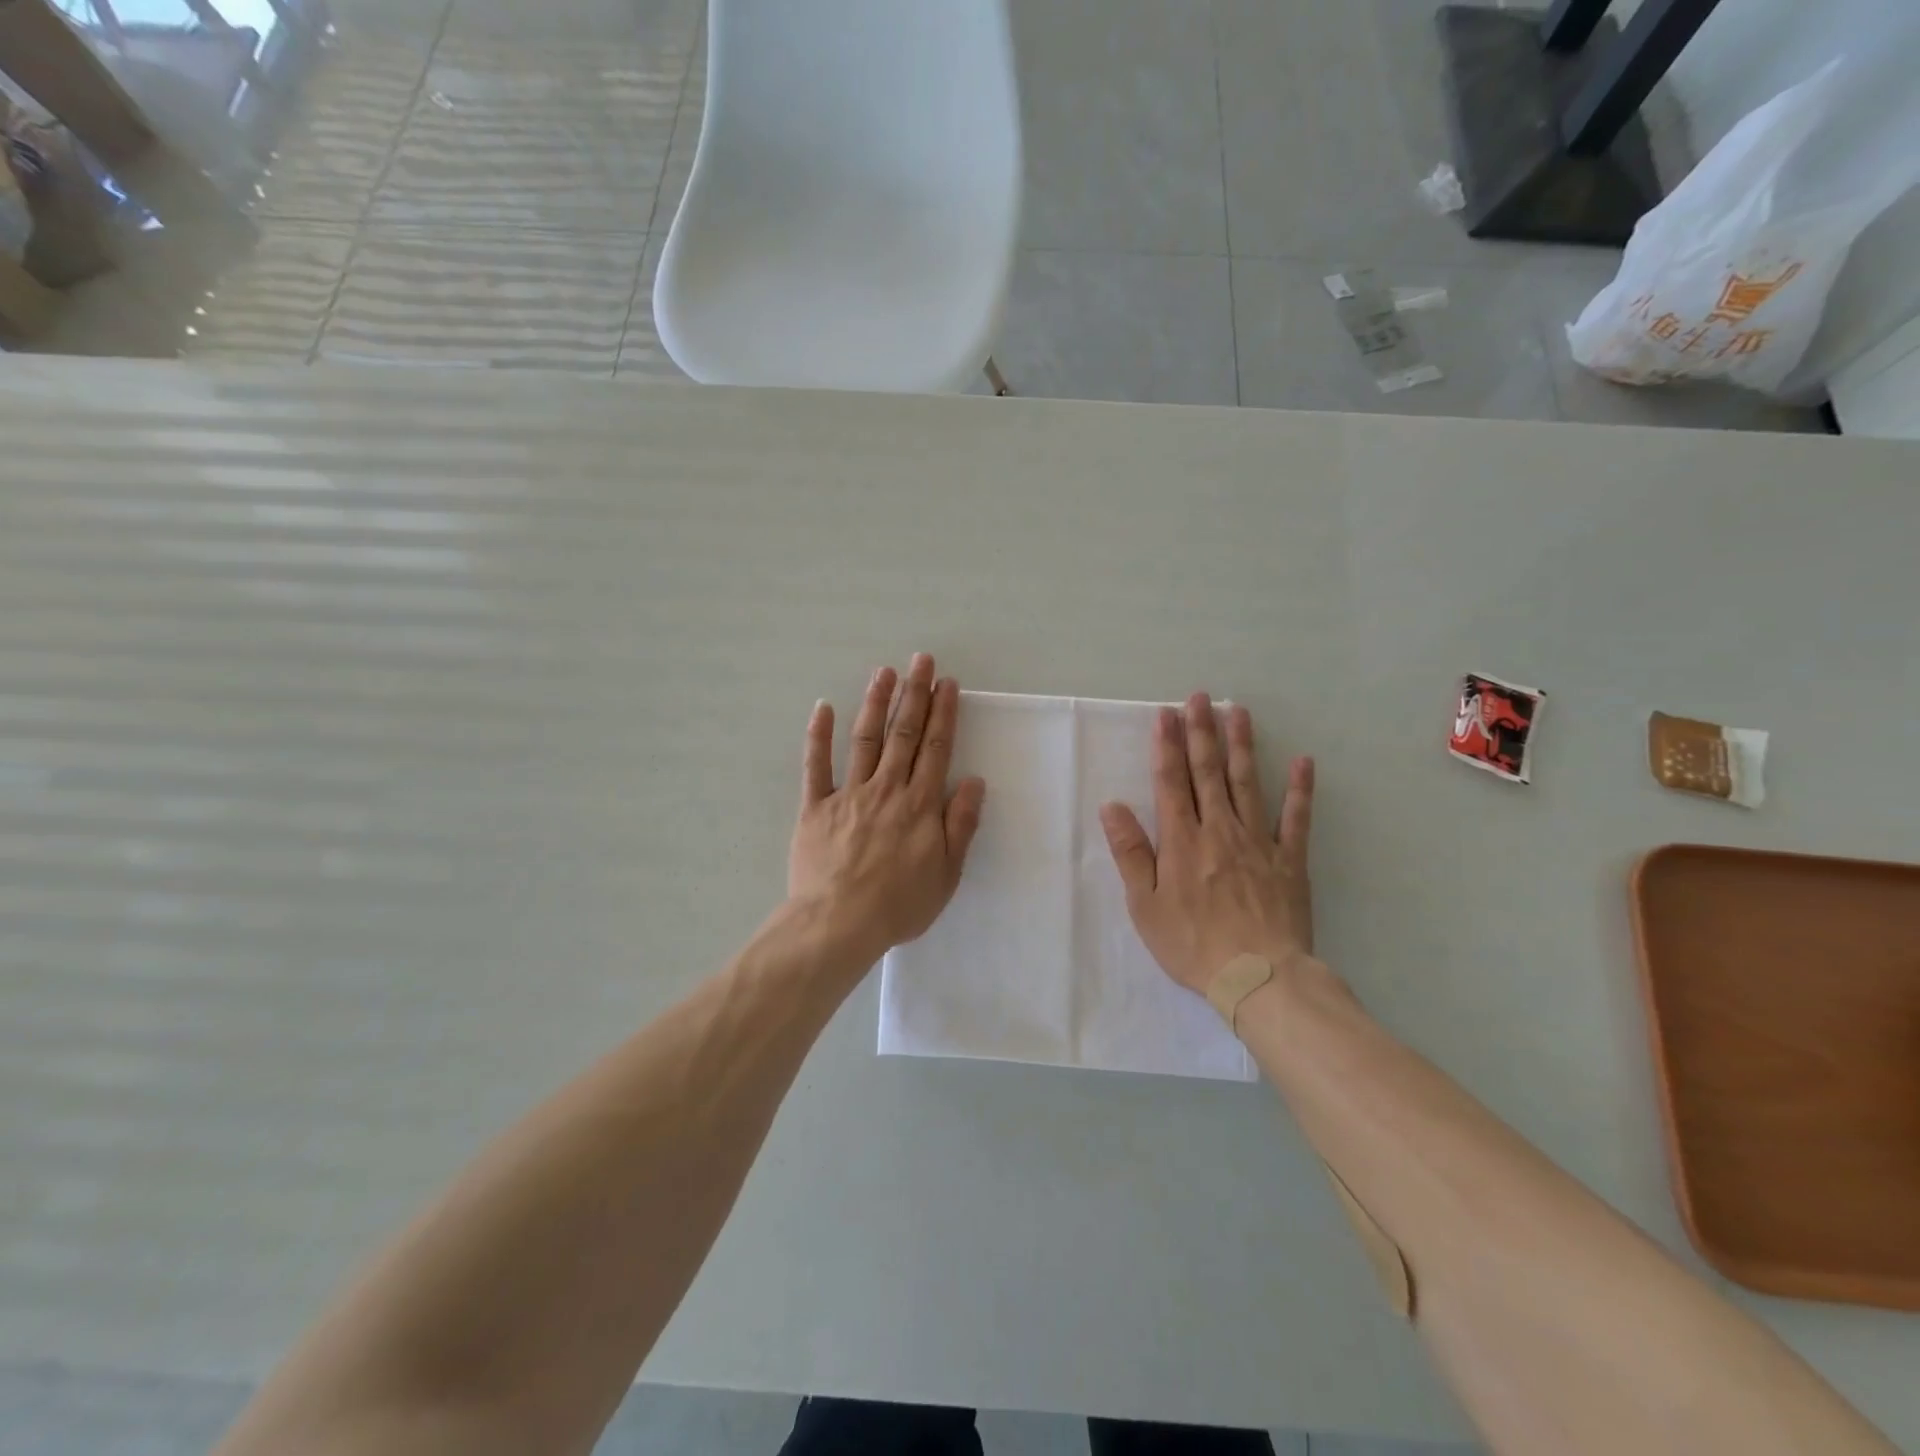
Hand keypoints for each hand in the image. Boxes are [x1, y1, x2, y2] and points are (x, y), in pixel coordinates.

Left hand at [790, 653, 986, 961]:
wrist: (838, 924)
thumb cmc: (899, 905)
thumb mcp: (947, 874)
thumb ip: (961, 825)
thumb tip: (975, 782)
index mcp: (920, 805)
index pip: (936, 749)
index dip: (943, 713)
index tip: (947, 683)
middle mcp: (886, 789)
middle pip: (903, 734)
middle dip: (914, 694)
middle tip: (921, 660)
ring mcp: (848, 794)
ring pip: (864, 739)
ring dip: (875, 703)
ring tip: (884, 672)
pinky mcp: (815, 807)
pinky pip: (816, 766)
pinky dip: (818, 736)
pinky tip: (823, 707)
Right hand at [1099, 694, 1314, 995]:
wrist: (1258, 977)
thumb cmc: (1191, 944)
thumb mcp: (1145, 905)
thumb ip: (1131, 853)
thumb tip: (1112, 807)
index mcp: (1182, 841)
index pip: (1171, 782)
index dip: (1166, 746)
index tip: (1166, 714)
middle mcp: (1219, 830)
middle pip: (1208, 773)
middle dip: (1201, 732)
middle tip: (1199, 697)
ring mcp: (1258, 842)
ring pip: (1247, 783)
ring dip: (1241, 746)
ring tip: (1238, 711)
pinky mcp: (1289, 860)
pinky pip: (1295, 818)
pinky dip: (1300, 789)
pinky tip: (1303, 762)